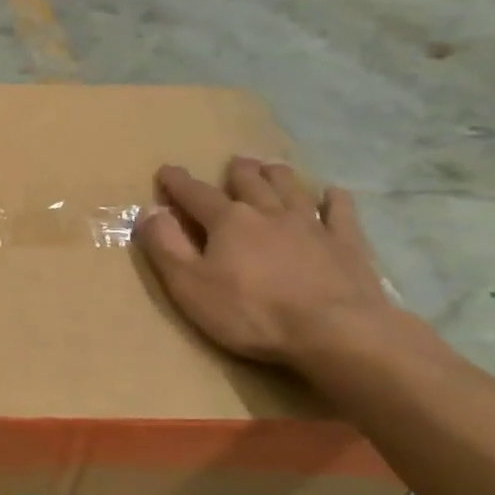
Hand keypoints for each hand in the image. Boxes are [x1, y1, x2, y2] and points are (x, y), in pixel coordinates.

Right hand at [134, 157, 393, 368]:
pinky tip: (333, 193)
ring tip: (272, 167)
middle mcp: (269, 212)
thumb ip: (166, 247)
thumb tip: (148, 212)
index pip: (196, 195)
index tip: (166, 171)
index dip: (178, 183)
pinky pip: (340, 211)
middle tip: (234, 163)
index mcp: (228, 222)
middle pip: (250, 182)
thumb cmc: (250, 312)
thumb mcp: (189, 285)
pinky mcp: (346, 243)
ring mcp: (312, 225)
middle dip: (238, 171)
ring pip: (291, 188)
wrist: (334, 331)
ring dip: (278, 175)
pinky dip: (334, 199)